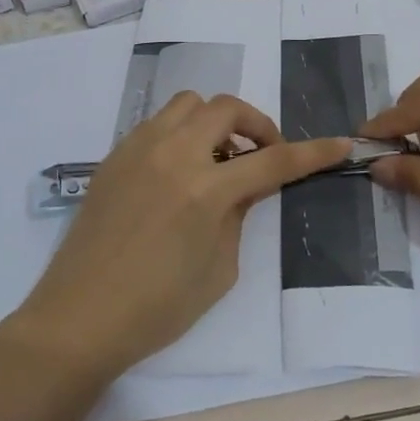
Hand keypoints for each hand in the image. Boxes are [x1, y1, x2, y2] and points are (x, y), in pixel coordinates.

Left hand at [9, 92, 351, 381]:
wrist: (80, 316)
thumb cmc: (156, 308)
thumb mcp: (218, 270)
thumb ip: (238, 216)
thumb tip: (244, 187)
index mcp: (205, 190)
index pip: (272, 161)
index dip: (312, 152)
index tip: (340, 144)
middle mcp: (173, 155)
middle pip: (226, 108)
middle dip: (256, 125)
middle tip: (261, 154)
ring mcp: (138, 149)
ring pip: (188, 104)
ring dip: (214, 121)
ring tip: (217, 158)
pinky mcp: (114, 156)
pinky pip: (157, 123)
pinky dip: (181, 133)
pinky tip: (179, 171)